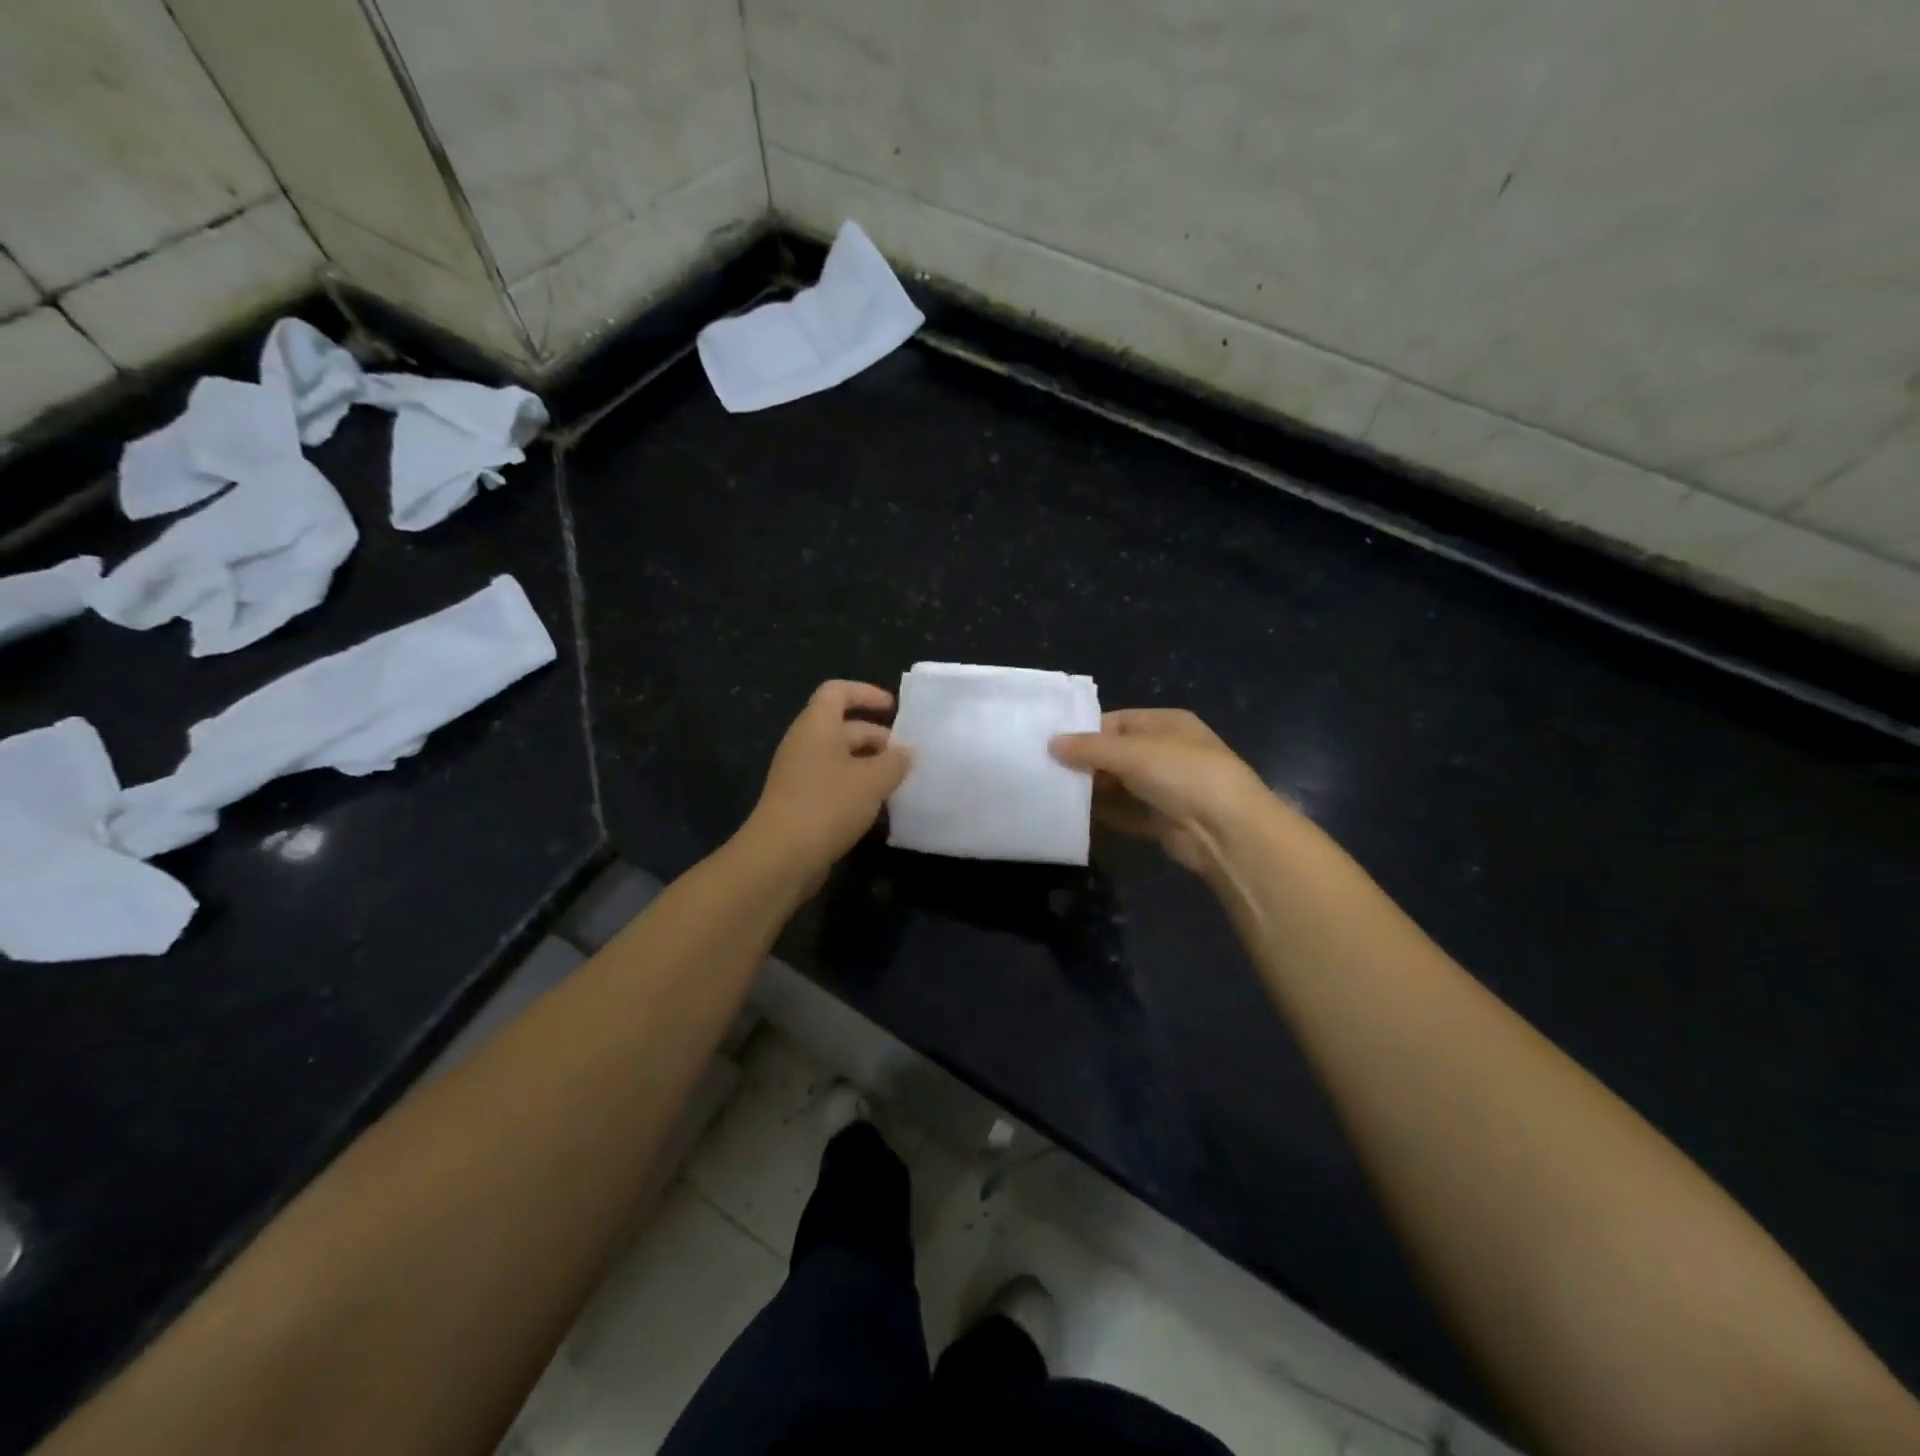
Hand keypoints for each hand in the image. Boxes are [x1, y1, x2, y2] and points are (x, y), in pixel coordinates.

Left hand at [738, 680, 911, 885]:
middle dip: (877, 738)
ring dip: (870, 766)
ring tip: (899, 783)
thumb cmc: (828, 805)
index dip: (866, 693)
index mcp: (816, 726)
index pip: (837, 691)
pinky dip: (856, 788)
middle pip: (843, 727)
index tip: (893, 708)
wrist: (780, 857)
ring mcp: (799, 775)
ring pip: (840, 758)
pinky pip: (833, 783)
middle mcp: (804, 744)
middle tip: (907, 757)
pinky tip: (877, 807)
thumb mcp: (872, 781)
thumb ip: (895, 762)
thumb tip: (907, 752)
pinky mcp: (800, 803)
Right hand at [1050, 709, 1273, 874]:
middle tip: (1046, 771)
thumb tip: (1052, 743)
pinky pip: (1126, 813)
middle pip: (1117, 754)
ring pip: (1119, 786)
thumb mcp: (1131, 752)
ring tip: (1053, 793)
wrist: (1226, 829)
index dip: (1087, 731)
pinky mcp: (1162, 820)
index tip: (1053, 744)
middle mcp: (1167, 753)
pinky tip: (1074, 816)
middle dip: (1086, 763)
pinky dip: (1104, 815)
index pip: (1118, 721)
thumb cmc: (1181, 773)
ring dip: (1092, 790)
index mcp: (1167, 724)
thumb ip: (1089, 748)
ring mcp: (1166, 789)